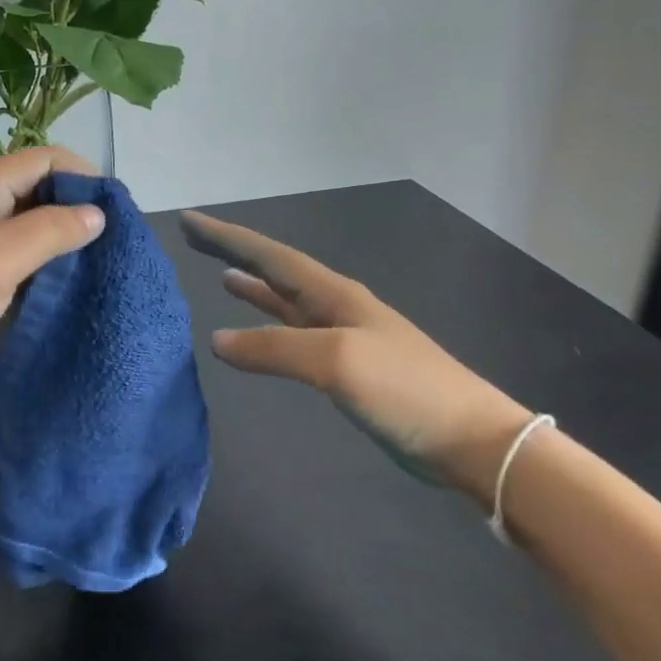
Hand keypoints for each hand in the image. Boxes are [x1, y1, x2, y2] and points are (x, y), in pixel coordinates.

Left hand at [0, 148, 105, 411]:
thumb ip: (47, 231)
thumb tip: (97, 214)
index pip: (43, 159)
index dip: (84, 178)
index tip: (118, 214)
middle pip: (37, 188)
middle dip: (77, 208)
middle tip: (112, 244)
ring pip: (28, 223)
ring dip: (61, 237)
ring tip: (96, 264)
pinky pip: (16, 253)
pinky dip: (42, 262)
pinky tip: (62, 284)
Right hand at [180, 210, 528, 494]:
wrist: (469, 440)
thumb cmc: (405, 390)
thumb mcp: (335, 361)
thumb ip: (273, 348)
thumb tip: (217, 340)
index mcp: (334, 294)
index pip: (270, 256)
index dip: (228, 236)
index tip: (190, 220)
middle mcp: (335, 306)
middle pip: (275, 270)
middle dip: (236, 252)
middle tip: (196, 239)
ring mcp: (342, 337)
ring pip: (285, 300)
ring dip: (254, 286)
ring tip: (221, 274)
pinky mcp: (345, 369)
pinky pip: (293, 334)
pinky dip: (268, 325)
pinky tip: (255, 332)